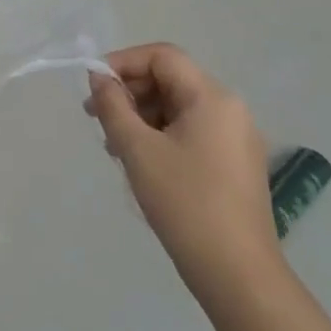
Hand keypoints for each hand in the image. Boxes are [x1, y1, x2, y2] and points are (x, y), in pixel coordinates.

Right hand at [86, 43, 285, 312]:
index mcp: (212, 98)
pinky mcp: (235, 165)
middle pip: (170, 80)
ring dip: (142, 117)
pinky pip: (191, 132)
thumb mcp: (137, 150)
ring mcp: (236, 138)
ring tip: (115, 148)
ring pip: (178, 108)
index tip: (93, 87)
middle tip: (96, 119)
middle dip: (129, 93)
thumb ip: (113, 106)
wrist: (238, 274)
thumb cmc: (185, 203)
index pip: (162, 56)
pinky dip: (161, 136)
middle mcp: (230, 109)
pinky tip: (141, 164)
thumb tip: (99, 80)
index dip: (122, 62)